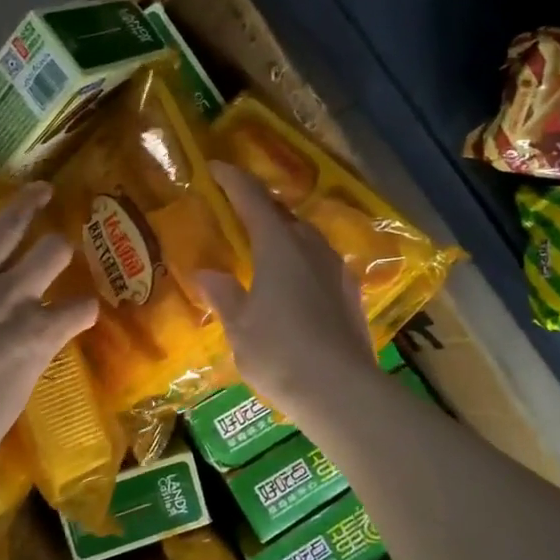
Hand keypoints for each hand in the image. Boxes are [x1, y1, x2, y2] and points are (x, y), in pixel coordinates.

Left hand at [0, 181, 97, 500]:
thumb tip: (26, 348)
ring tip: (38, 188)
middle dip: (60, 247)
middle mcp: (11, 296)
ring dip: (26, 203)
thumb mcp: (17, 397)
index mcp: (39, 332)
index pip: (80, 308)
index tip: (83, 308)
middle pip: (52, 252)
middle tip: (59, 243)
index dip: (85, 307)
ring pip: (5, 228)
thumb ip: (28, 360)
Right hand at [195, 162, 377, 418]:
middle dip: (261, 208)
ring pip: (307, 239)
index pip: (252, 199)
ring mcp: (337, 270)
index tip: (216, 168)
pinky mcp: (351, 294)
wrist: (342, 391)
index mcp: (278, 246)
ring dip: (285, 235)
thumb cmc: (279, 354)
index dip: (233, 181)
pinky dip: (302, 263)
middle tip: (238, 212)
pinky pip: (321, 264)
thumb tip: (207, 272)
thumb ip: (224, 294)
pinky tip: (295, 285)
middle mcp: (311, 247)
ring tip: (266, 250)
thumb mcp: (240, 327)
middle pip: (284, 215)